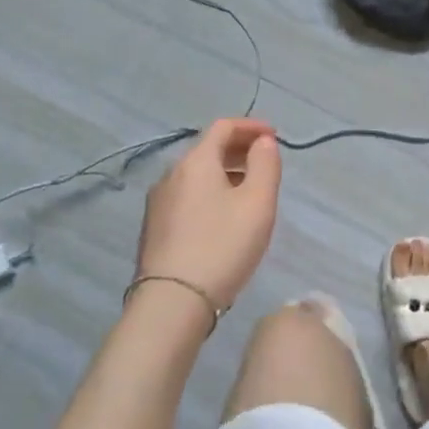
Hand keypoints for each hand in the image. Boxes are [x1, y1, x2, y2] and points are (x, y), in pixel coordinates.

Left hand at [135, 119, 281, 310]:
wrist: (173, 301)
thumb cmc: (223, 245)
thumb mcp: (258, 203)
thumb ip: (266, 164)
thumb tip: (263, 142)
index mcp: (196, 161)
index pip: (223, 127)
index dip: (251, 126)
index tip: (274, 136)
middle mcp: (171, 174)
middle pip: (208, 149)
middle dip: (239, 149)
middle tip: (265, 163)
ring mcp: (158, 202)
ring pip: (197, 175)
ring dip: (225, 173)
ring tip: (249, 192)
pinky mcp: (154, 228)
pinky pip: (187, 196)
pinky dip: (210, 193)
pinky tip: (223, 217)